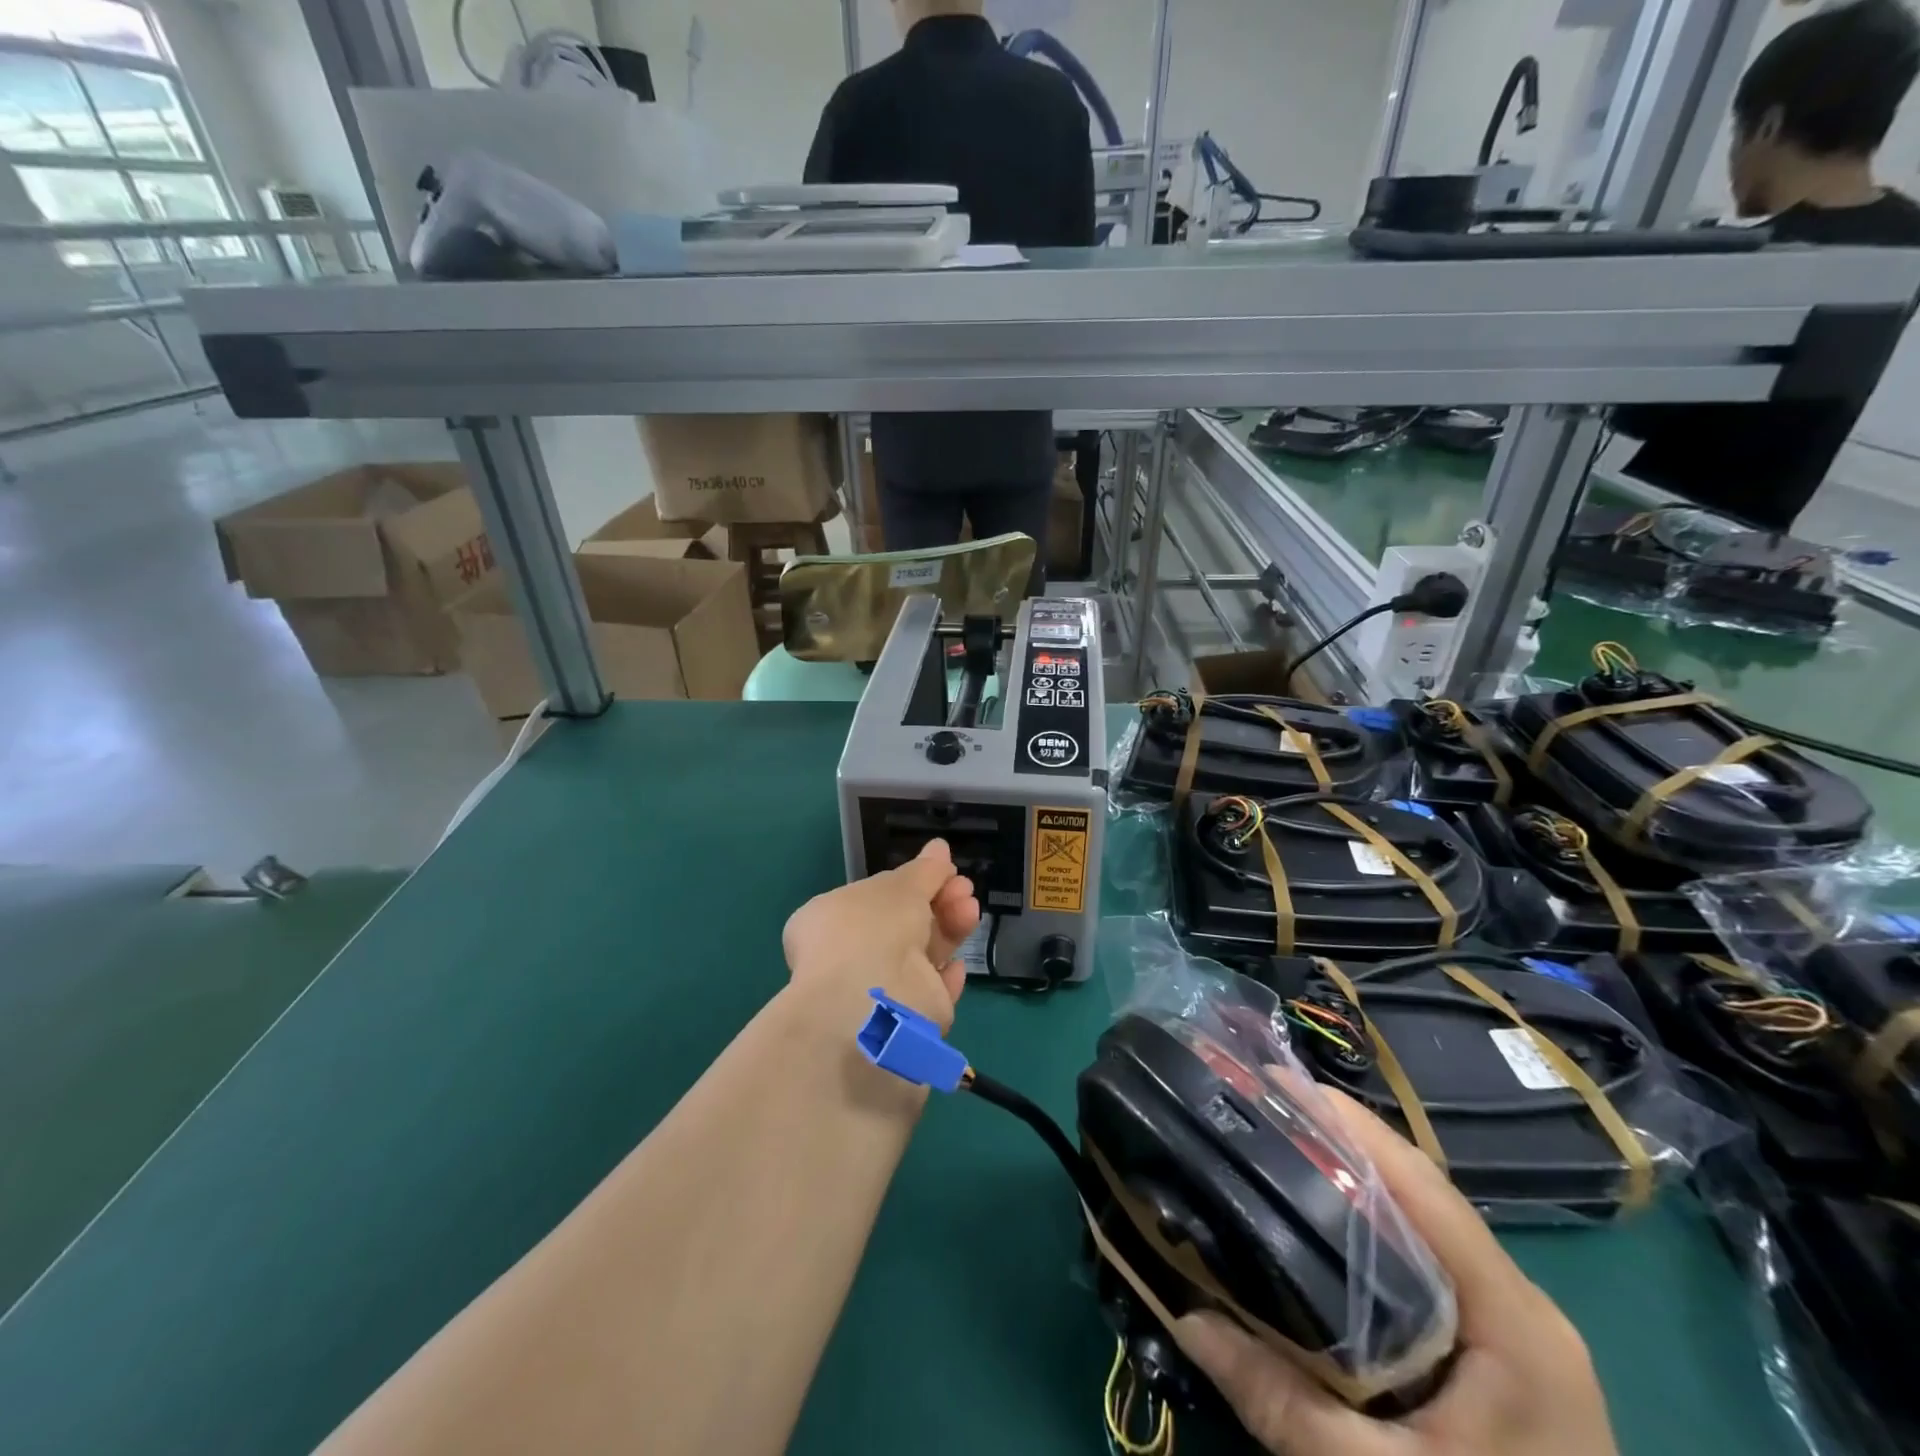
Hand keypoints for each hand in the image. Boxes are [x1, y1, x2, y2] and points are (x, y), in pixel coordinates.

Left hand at [782, 839, 980, 1030]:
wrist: (869, 1003)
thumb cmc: (871, 929)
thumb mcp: (899, 886)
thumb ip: (924, 871)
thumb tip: (940, 848)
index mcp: (833, 921)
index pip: (877, 898)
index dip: (913, 882)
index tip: (944, 870)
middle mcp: (851, 955)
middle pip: (905, 924)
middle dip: (939, 902)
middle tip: (965, 888)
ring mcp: (877, 990)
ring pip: (921, 954)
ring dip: (949, 929)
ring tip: (970, 910)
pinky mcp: (905, 1022)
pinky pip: (929, 992)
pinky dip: (945, 977)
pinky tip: (956, 964)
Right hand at [1173, 1090, 1618, 1455]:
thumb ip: (1282, 1403)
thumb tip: (1183, 1314)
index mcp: (1514, 1322)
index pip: (1425, 1187)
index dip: (1350, 1126)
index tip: (1275, 1081)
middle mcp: (1521, 1309)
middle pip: (1421, 1195)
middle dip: (1340, 1141)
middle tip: (1258, 1108)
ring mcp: (1516, 1334)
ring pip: (1423, 1228)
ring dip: (1354, 1183)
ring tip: (1276, 1146)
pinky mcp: (1501, 1360)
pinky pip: (1427, 1267)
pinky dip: (1371, 1232)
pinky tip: (1319, 1230)